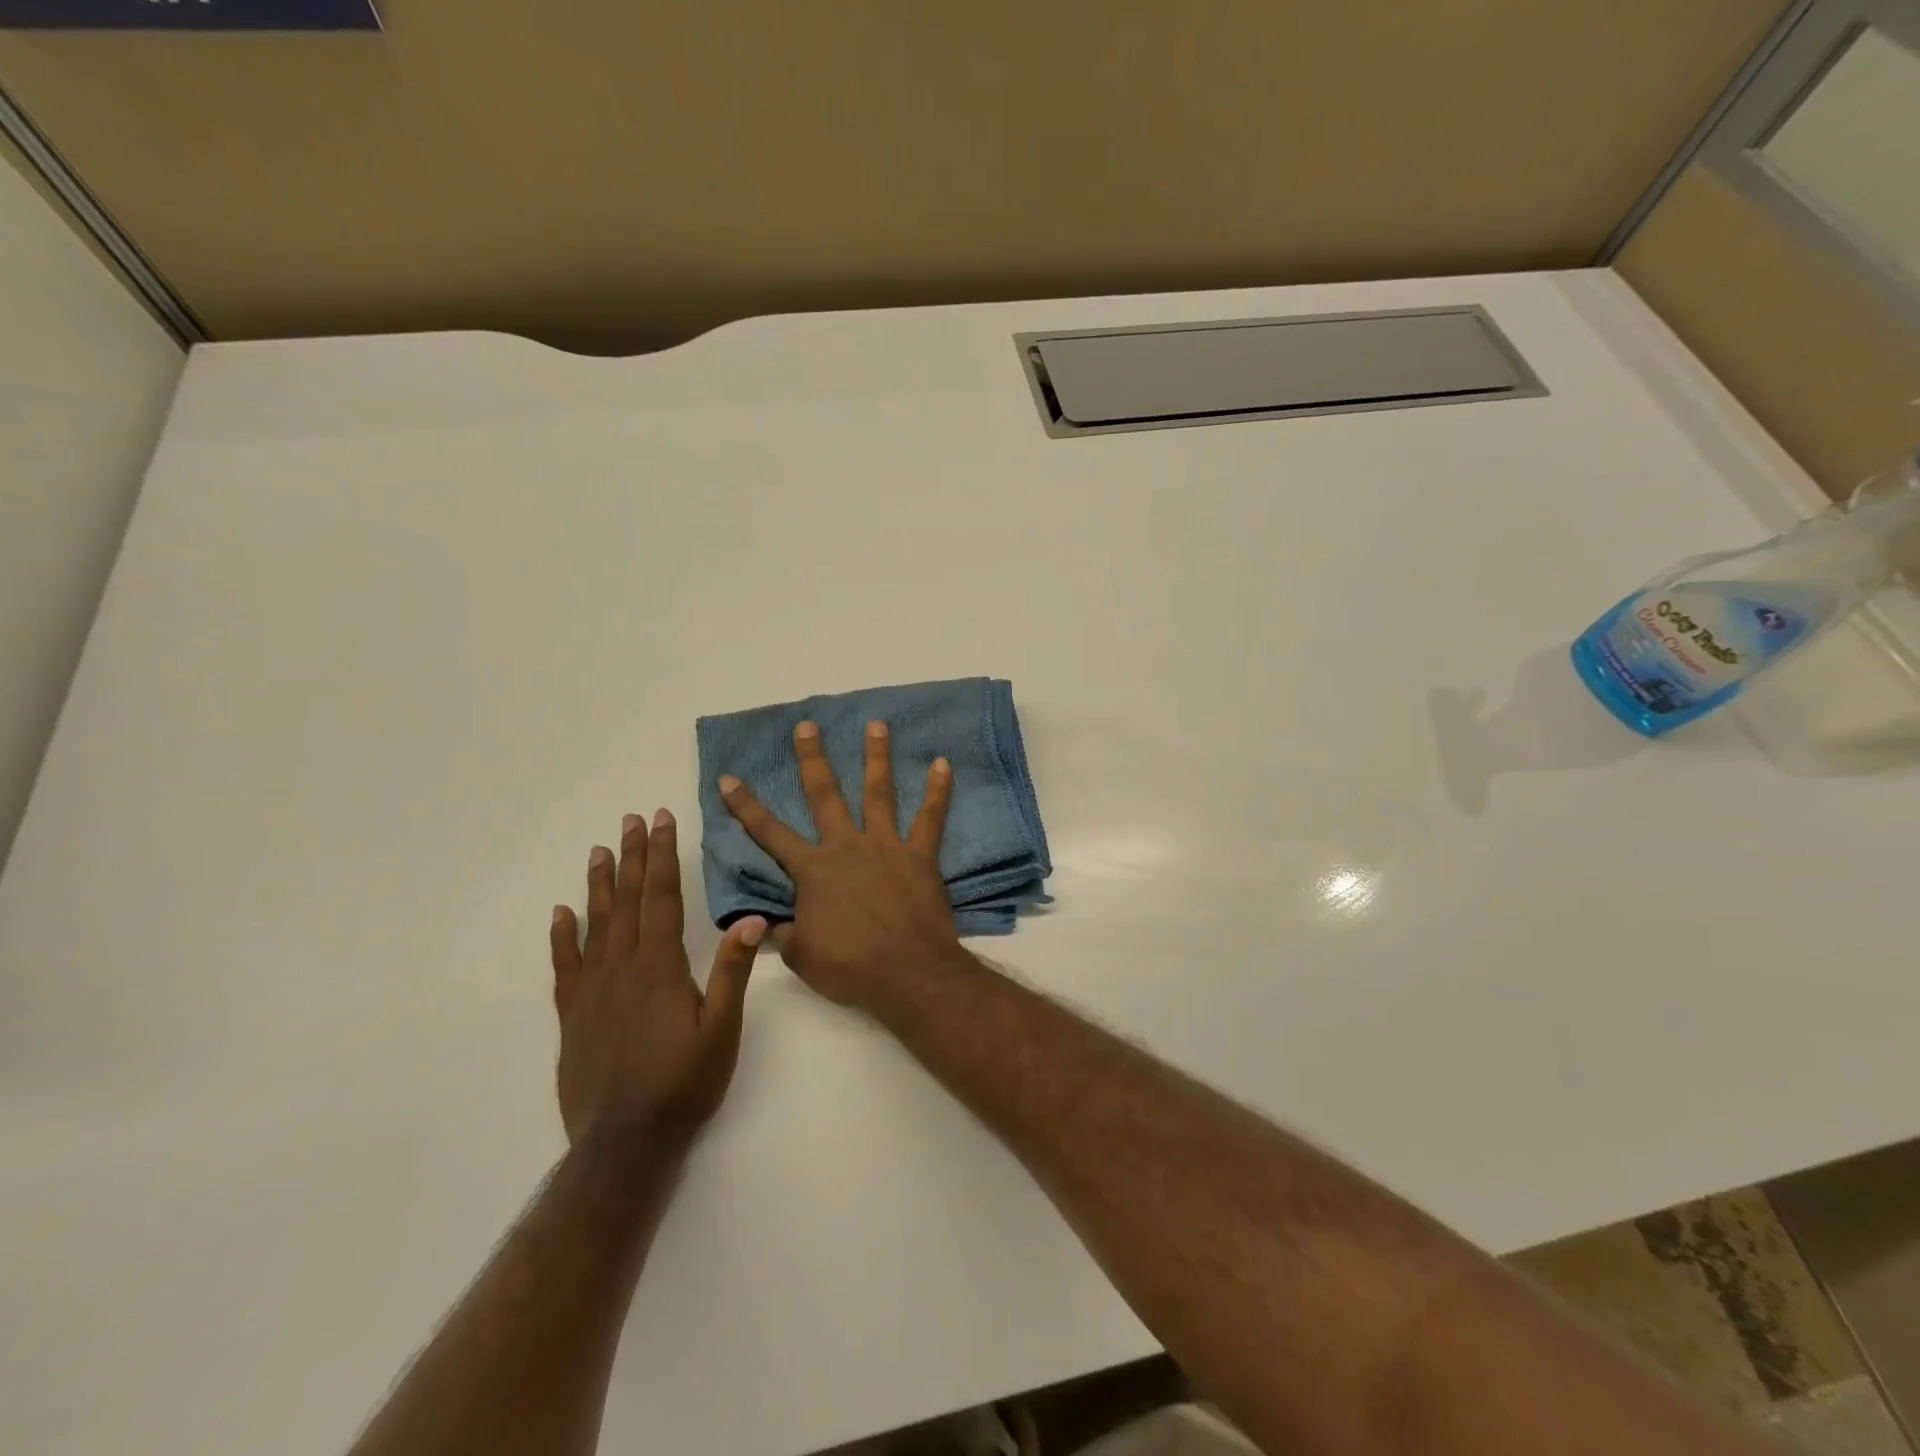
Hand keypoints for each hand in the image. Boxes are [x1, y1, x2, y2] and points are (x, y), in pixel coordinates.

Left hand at [549, 809, 765, 1144]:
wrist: (626, 1141)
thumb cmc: (684, 1082)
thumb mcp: (722, 1028)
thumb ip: (733, 972)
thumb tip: (752, 919)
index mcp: (660, 966)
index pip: (662, 897)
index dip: (663, 856)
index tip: (660, 820)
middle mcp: (622, 967)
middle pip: (629, 901)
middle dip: (634, 857)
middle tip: (632, 820)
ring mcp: (592, 990)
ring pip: (596, 924)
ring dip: (600, 885)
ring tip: (600, 851)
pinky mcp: (573, 1015)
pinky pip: (565, 966)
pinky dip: (563, 936)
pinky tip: (561, 913)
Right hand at [718, 720, 962, 1012]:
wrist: (908, 974)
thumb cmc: (851, 967)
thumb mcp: (803, 957)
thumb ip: (785, 933)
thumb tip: (768, 924)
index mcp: (813, 871)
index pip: (770, 833)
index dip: (746, 806)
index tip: (729, 778)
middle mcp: (847, 847)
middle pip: (825, 795)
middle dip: (813, 759)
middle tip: (808, 726)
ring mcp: (886, 846)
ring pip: (879, 793)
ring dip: (877, 757)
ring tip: (877, 724)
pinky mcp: (920, 855)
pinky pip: (931, 817)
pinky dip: (939, 790)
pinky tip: (944, 764)